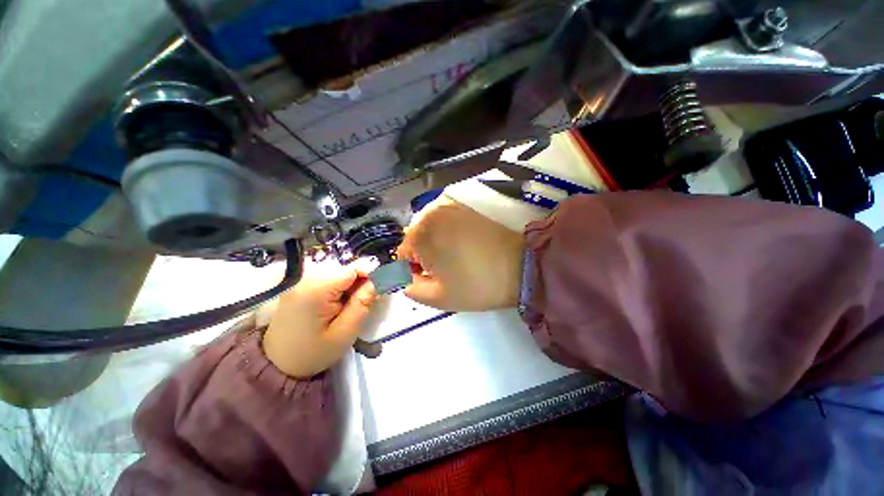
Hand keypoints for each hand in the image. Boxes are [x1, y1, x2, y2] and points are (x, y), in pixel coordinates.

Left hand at [262, 264, 376, 377]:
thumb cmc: (314, 353)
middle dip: (357, 285)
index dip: (368, 277)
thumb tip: (374, 281)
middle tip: (362, 304)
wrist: (278, 366)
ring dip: (347, 288)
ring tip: (348, 308)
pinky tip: (335, 306)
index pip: (351, 270)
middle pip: (343, 272)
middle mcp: (304, 279)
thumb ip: (362, 303)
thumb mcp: (346, 332)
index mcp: (315, 289)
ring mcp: (298, 281)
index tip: (375, 292)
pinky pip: (325, 280)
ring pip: (336, 275)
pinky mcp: (297, 286)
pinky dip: (336, 290)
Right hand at [397, 195, 523, 310]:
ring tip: (454, 258)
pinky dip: (445, 233)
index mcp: (420, 235)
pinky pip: (443, 221)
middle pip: (414, 240)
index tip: (431, 281)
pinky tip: (461, 245)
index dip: (414, 272)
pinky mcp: (463, 206)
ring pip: (428, 230)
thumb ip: (411, 289)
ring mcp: (447, 206)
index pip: (402, 256)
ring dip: (434, 244)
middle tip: (444, 271)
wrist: (519, 267)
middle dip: (423, 256)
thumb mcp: (437, 297)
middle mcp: (429, 213)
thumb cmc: (476, 285)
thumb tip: (403, 278)